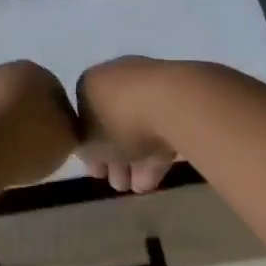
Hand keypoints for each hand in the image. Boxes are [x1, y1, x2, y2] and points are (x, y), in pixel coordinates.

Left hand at [0, 62, 79, 189]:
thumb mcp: (69, 138)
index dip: (60, 121)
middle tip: (35, 151)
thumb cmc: (30, 141)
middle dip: (29, 120)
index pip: (56, 93)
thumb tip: (62, 126)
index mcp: (36, 71)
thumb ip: (70, 127)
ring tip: (11, 158)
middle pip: (24, 98)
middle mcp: (3, 71)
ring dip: (5, 128)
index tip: (58, 144)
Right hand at [76, 56, 180, 192]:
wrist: (172, 102)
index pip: (84, 120)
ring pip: (139, 126)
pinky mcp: (181, 95)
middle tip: (119, 185)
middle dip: (116, 157)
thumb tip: (92, 153)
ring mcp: (151, 83)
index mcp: (90, 82)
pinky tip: (157, 178)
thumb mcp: (88, 145)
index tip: (98, 173)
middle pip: (113, 123)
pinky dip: (158, 151)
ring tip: (140, 189)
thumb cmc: (118, 122)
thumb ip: (86, 151)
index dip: (89, 151)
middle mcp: (117, 76)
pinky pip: (163, 125)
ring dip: (137, 159)